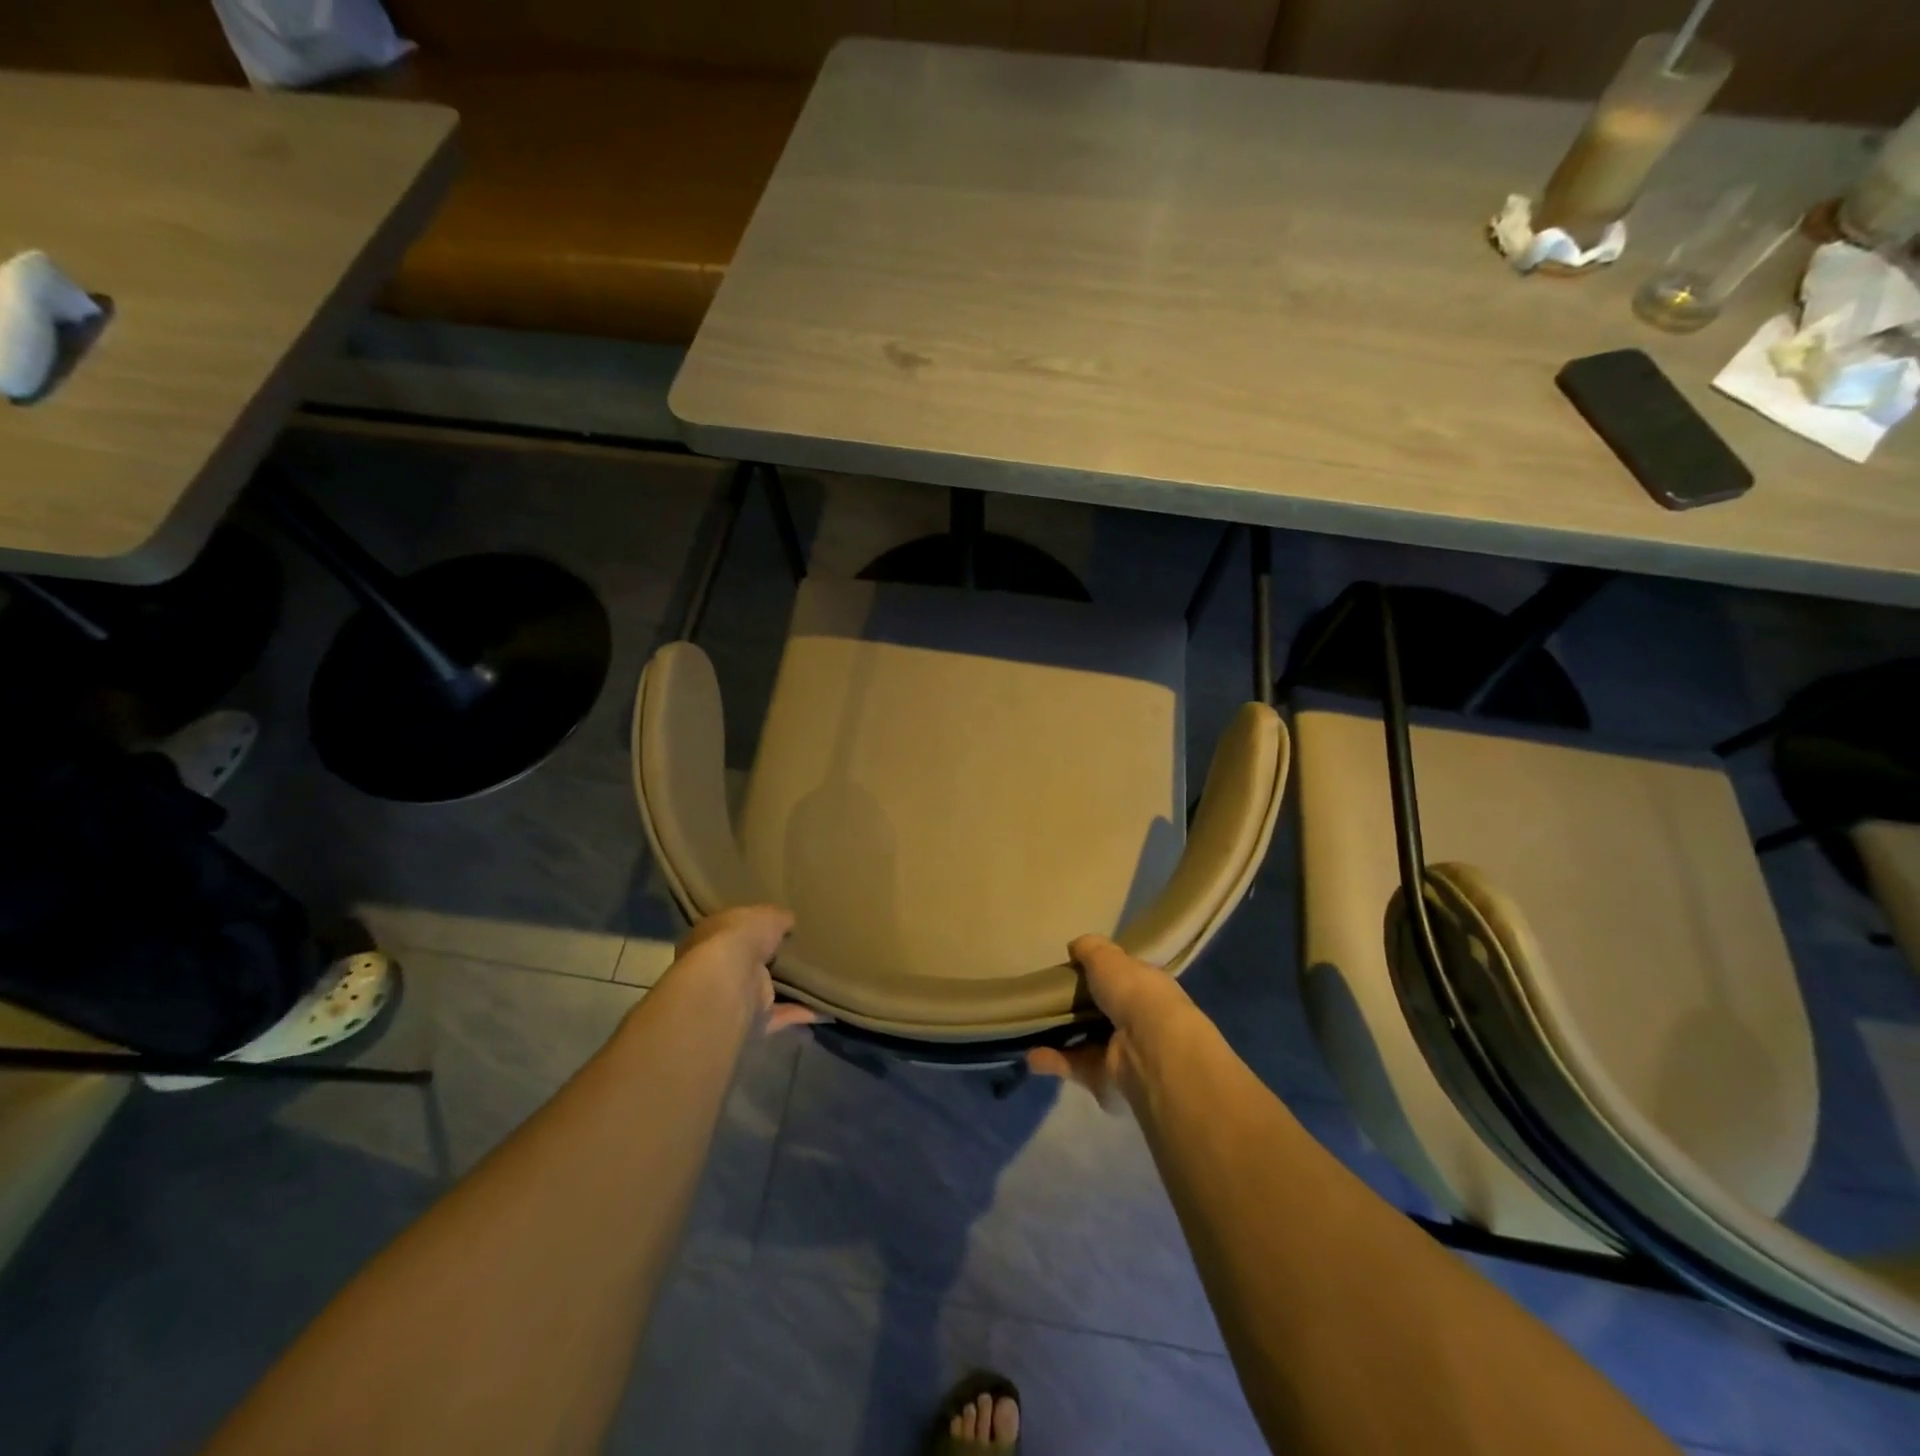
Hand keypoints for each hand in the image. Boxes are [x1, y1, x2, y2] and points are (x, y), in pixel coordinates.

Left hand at [672, 906, 819, 1032]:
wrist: (730, 980)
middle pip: (749, 962)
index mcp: (715, 935)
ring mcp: (735, 996)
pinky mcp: (752, 1019)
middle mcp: (720, 967)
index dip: (754, 928)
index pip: (735, 930)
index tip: (779, 926)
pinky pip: (781, 1015)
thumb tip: (788, 921)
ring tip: (818, 980)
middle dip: (770, 960)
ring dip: (787, 990)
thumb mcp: (767, 914)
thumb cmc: (741, 937)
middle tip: (801, 952)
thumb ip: (779, 917)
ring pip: (765, 991)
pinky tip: (825, 1008)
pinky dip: (801, 1013)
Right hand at [1027, 934, 1190, 1107]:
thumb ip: (1090, 949)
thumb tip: (1074, 947)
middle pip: (1100, 1011)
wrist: (1149, 1049)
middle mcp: (1137, 1019)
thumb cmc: (1133, 993)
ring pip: (1085, 1041)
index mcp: (1145, 987)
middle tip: (1043, 998)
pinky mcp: (1106, 1079)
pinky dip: (1054, 1060)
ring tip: (1029, 1026)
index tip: (1069, 969)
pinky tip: (1031, 1055)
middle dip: (1075, 1006)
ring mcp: (1122, 1051)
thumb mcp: (1107, 957)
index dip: (1097, 973)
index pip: (1120, 978)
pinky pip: (1075, 1066)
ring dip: (1059, 1035)